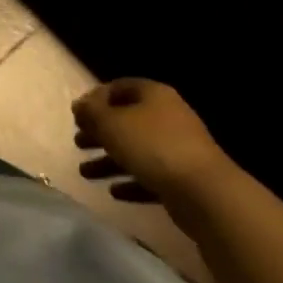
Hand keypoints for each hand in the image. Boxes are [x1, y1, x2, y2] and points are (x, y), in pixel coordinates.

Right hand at [73, 79, 233, 202]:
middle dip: (100, 132)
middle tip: (78, 143)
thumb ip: (90, 112)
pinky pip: (150, 176)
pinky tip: (114, 192)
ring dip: (109, 161)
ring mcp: (178, 149)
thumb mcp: (110, 123)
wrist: (205, 194)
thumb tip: (80, 106)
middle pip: (126, 120)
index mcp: (153, 95)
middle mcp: (168, 117)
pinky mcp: (183, 179)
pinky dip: (130, 181)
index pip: (119, 88)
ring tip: (85, 173)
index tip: (77, 115)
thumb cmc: (152, 147)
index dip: (95, 99)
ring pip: (136, 150)